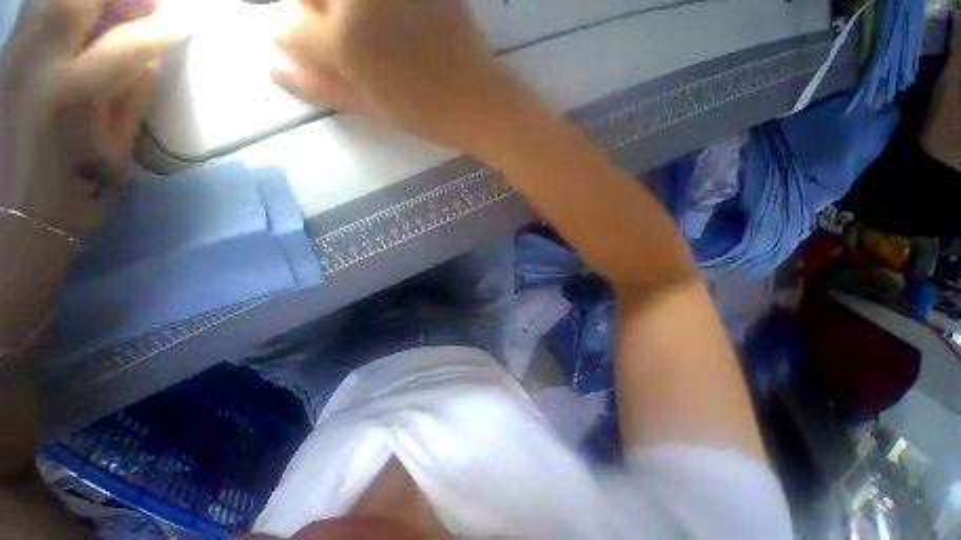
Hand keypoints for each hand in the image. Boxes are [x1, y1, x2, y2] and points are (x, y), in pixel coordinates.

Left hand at [0, 0, 192, 232]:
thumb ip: (132, 97)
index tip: (187, 23)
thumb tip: (148, 60)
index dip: (162, 28)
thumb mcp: (117, 149)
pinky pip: (37, 9)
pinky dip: (66, 3)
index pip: (127, 42)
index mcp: (74, 95)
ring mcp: (15, 56)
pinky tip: (85, 17)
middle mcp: (39, 63)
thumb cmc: (75, 189)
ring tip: (118, 7)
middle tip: (148, 4)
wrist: (16, 213)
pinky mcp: (6, 58)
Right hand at [268, 0, 533, 153]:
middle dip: (307, 11)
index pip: (284, 25)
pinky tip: (385, 24)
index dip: (286, 37)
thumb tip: (270, 65)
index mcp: (345, 41)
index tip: (300, 46)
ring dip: (337, 9)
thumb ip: (319, 84)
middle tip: (330, 33)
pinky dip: (373, 10)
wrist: (477, 99)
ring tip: (364, 35)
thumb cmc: (425, 114)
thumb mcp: (369, 108)